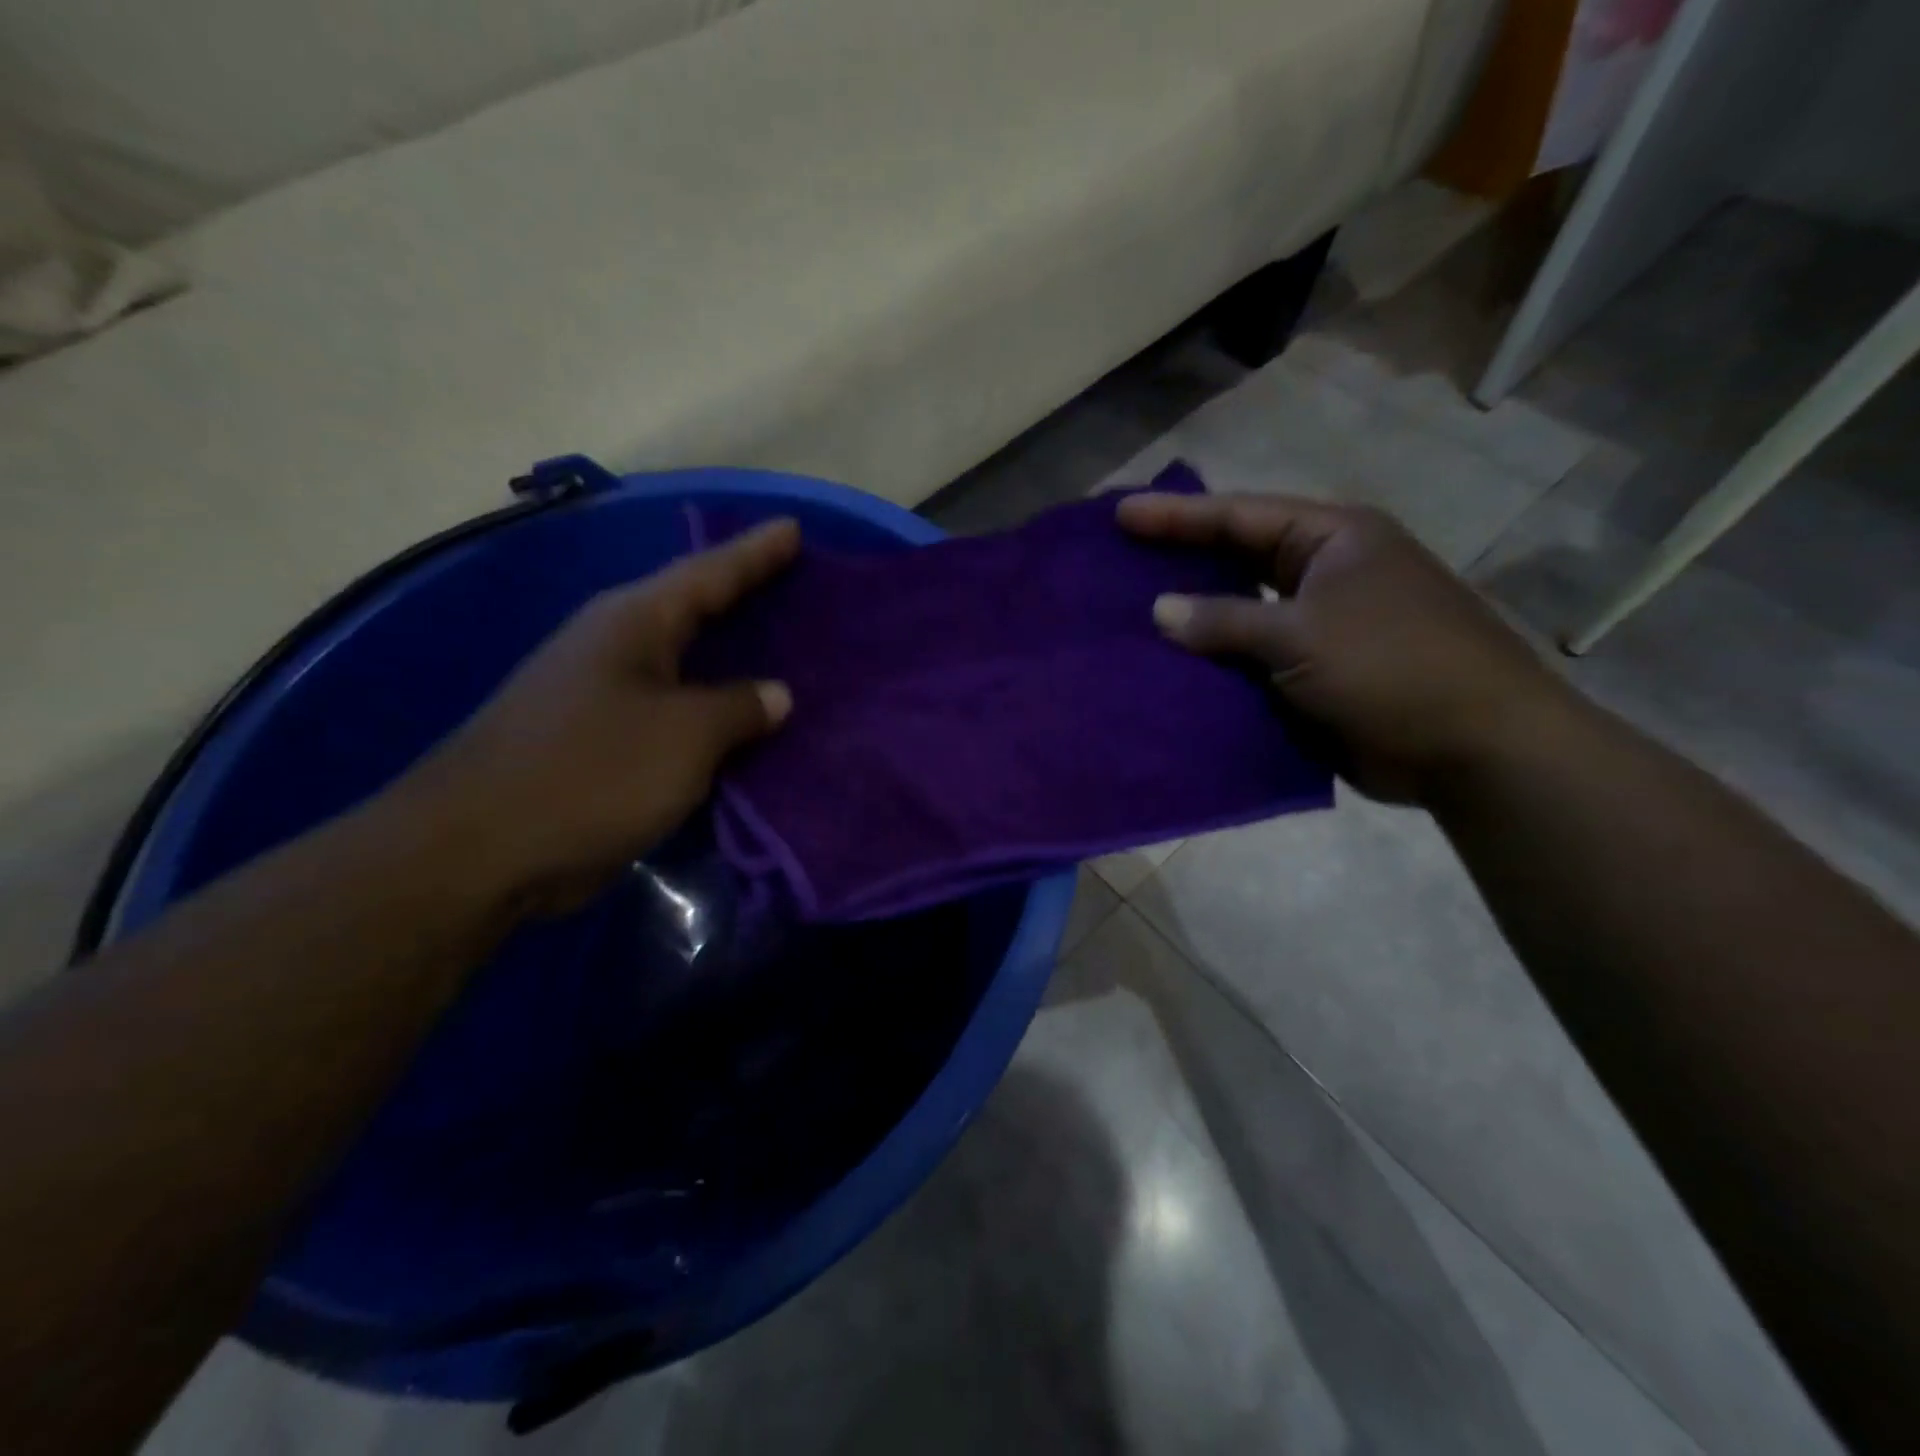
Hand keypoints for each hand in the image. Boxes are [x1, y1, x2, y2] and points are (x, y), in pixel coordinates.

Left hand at [396, 519, 799, 913]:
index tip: (794, 528)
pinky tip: (742, 723)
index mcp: (633, 622)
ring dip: (730, 661)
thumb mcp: (685, 735)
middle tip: (797, 586)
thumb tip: (775, 695)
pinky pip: (673, 714)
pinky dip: (711, 714)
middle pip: (693, 610)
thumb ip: (739, 707)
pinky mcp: (599, 742)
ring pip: (684, 666)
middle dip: (744, 598)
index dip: (755, 553)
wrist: (479, 852)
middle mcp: (614, 646)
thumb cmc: (592, 772)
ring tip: (782, 652)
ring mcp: (601, 695)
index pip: (709, 573)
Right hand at [1118, 492, 1575, 803]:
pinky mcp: (1315, 673)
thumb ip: (1224, 620)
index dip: (1177, 516)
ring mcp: (1321, 625)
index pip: (1240, 516)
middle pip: (1237, 559)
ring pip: (1241, 614)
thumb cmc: (1392, 668)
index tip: (1121, 515)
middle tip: (1119, 561)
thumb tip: (1159, 610)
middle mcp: (1325, 574)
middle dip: (1180, 561)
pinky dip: (1216, 666)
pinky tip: (1170, 670)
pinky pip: (1252, 660)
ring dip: (1194, 620)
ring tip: (1130, 617)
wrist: (1472, 748)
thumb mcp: (1301, 634)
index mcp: (1332, 540)